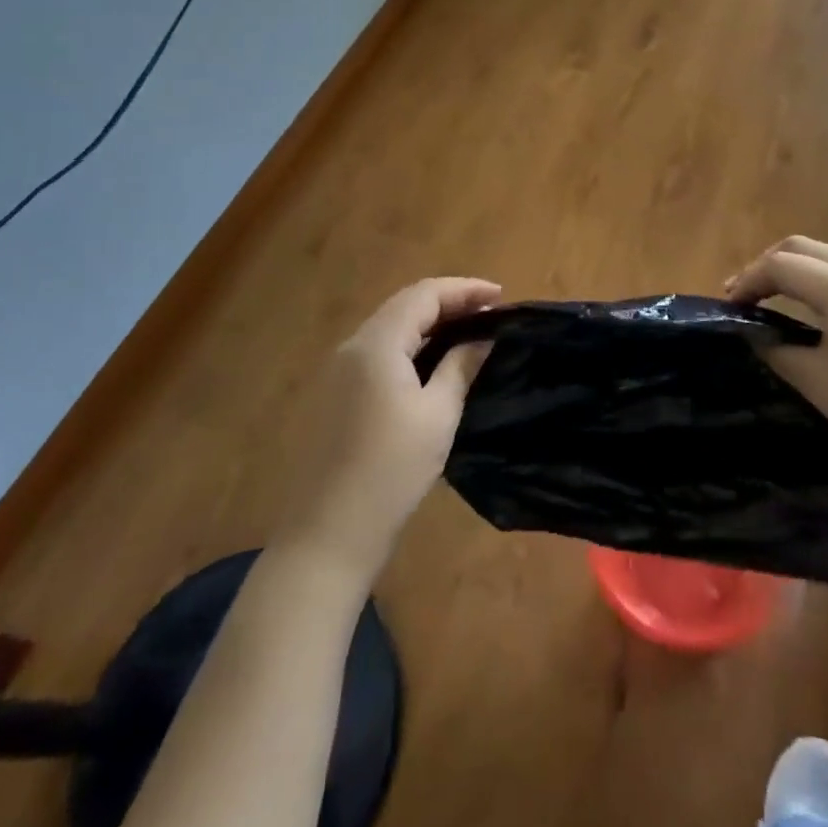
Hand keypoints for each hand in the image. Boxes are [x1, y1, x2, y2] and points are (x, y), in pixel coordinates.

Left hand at [276, 277, 500, 585]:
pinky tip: (431, 362)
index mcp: (376, 343)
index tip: (502, 297)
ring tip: (468, 332)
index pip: (424, 294)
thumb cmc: (390, 472)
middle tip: (489, 313)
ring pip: (389, 328)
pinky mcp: (333, 394)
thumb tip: (483, 338)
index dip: (465, 289)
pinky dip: (409, 345)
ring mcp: (336, 370)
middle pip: (404, 305)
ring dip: (429, 323)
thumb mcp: (437, 416)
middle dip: (449, 302)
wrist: (325, 537)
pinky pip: (377, 351)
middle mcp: (351, 346)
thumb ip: (460, 367)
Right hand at [727, 236, 827, 491]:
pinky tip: (814, 312)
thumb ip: (776, 349)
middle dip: (768, 265)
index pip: (780, 266)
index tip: (727, 305)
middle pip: (803, 247)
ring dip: (796, 270)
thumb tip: (756, 334)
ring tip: (772, 298)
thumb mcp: (814, 380)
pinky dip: (822, 282)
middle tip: (743, 294)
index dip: (748, 281)